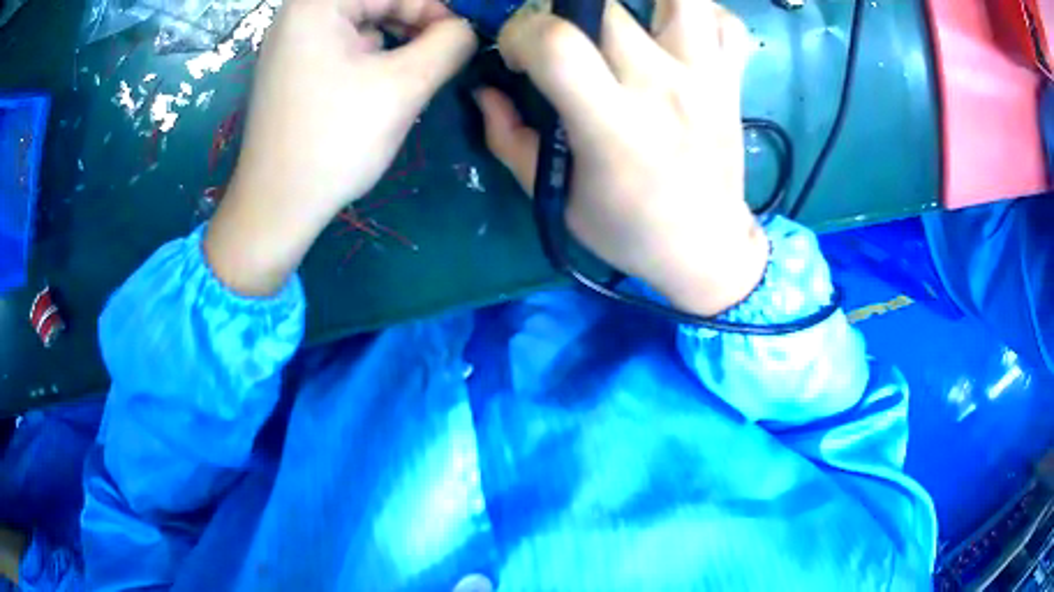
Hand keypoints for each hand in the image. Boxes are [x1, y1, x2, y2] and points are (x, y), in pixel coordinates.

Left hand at [205, 0, 475, 295]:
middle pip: (376, 1)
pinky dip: (373, 55)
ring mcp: (293, 42)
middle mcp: (299, 14)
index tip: (459, 41)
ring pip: (363, 22)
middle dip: (415, 23)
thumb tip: (464, 30)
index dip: (434, 10)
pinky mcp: (294, 68)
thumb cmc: (334, 142)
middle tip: (441, 57)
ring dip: (397, 40)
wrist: (276, 206)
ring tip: (415, 72)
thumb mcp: (403, 86)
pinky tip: (383, 82)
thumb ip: (448, 44)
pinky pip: (345, 44)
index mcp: (317, 4)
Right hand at [476, 0, 767, 315]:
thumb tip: (486, 91)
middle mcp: (664, 89)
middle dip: (564, 10)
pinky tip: (673, 29)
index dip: (522, 34)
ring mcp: (706, 79)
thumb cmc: (628, 230)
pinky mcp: (731, 81)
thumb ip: (510, 139)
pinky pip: (725, 22)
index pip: (558, 43)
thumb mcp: (555, 196)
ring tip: (620, 17)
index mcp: (614, 126)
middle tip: (562, 38)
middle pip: (605, 6)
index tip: (519, 57)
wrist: (707, 247)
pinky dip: (699, 13)